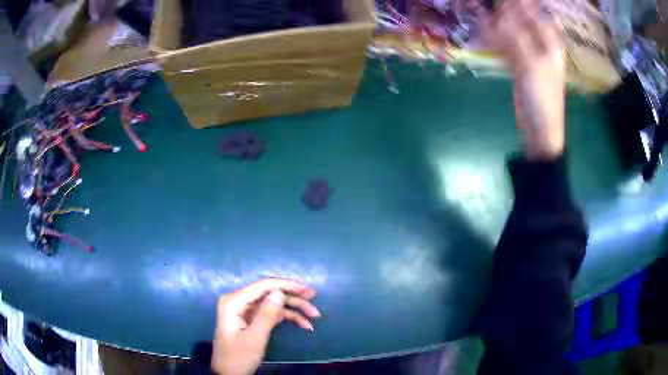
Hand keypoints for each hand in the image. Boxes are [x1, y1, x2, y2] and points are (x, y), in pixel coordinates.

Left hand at [211, 279, 319, 374]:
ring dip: (294, 309)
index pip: (264, 286)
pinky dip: (287, 318)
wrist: (228, 373)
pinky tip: (303, 324)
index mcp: (234, 301)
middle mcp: (238, 301)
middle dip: (293, 297)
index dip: (287, 285)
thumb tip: (279, 292)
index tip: (308, 290)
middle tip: (314, 299)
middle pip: (270, 293)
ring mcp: (244, 310)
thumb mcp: (255, 338)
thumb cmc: (239, 357)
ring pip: (273, 303)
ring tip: (314, 316)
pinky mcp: (250, 319)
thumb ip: (266, 314)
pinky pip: (271, 314)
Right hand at [476, 0, 565, 159]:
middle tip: (483, 4)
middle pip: (521, 17)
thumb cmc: (544, 98)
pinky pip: (505, 42)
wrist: (540, 129)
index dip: (519, 4)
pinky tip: (482, 27)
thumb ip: (518, 36)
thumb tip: (501, 14)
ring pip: (511, 28)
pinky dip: (493, 35)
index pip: (535, 11)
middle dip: (503, 9)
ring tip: (477, 8)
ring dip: (495, 20)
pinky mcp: (518, 61)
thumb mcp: (534, 65)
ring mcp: (529, 51)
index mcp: (551, 41)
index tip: (501, 2)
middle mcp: (541, 42)